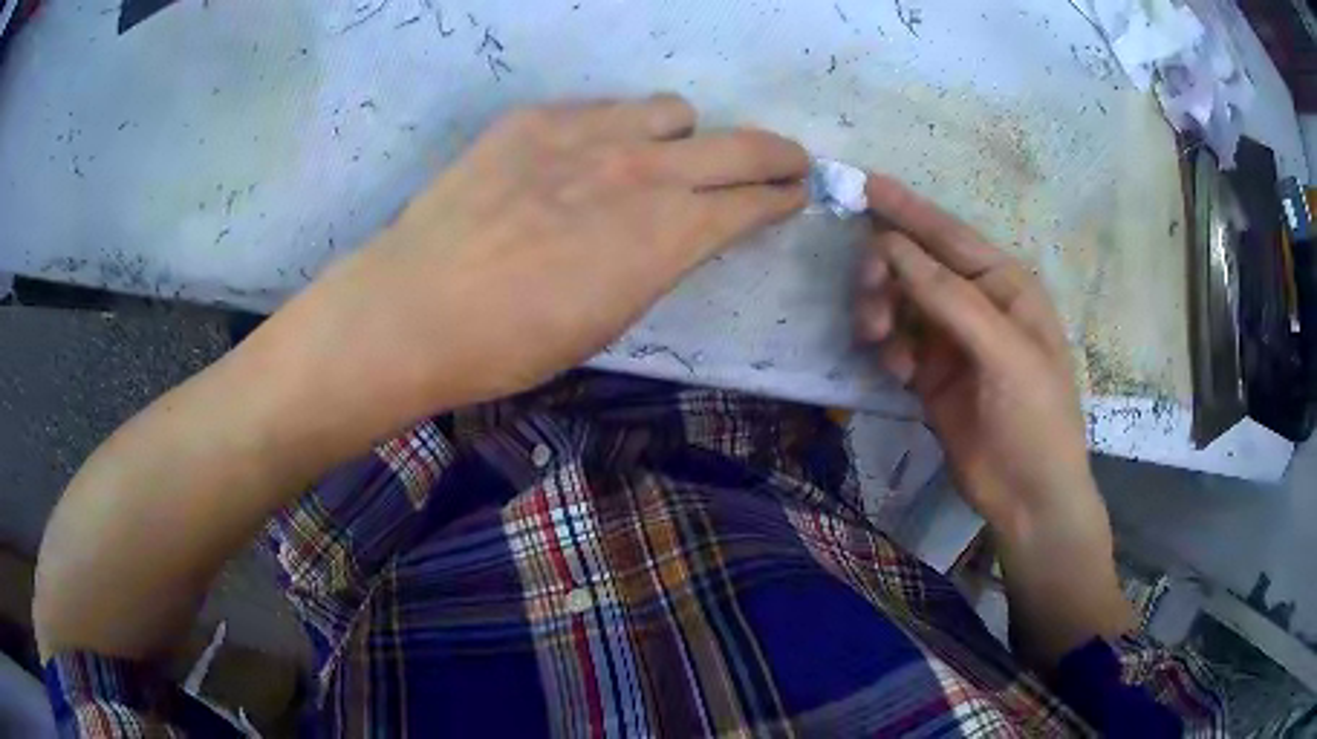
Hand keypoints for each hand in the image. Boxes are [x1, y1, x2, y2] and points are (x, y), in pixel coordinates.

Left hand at [297, 95, 807, 414]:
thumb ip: (657, 261)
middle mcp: (642, 170)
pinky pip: (603, 107)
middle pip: (740, 145)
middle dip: (776, 154)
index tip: (796, 193)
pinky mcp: (536, 119)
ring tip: (658, 157)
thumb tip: (677, 231)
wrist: (417, 308)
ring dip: (681, 136)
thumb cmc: (514, 343)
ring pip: (671, 111)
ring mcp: (587, 133)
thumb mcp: (610, 317)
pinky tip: (584, 156)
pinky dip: (614, 127)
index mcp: (667, 235)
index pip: (753, 201)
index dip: (782, 197)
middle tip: (785, 160)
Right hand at [853, 174, 1132, 665]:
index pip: (949, 234)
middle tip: (867, 292)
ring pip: (899, 302)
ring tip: (877, 338)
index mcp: (1004, 285)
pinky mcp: (930, 374)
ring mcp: (951, 339)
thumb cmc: (1036, 417)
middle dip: (886, 271)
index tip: (863, 185)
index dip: (907, 209)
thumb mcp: (1004, 353)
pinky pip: (895, 342)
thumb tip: (891, 245)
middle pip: (916, 265)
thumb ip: (950, 298)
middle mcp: (975, 303)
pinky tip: (894, 371)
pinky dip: (886, 349)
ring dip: (880, 310)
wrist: (1029, 496)